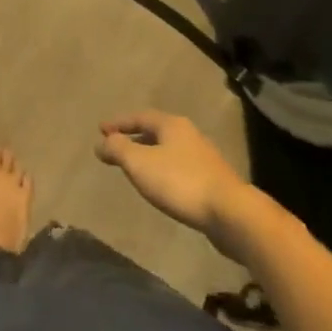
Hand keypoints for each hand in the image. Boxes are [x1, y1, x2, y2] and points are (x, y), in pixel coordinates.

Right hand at [95, 110, 244, 232]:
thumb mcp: (140, 163)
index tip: (101, 129)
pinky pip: (179, 168)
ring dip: (149, 155)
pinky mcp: (212, 181)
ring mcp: (204, 158)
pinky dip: (163, 171)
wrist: (231, 213)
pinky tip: (160, 186)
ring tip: (135, 168)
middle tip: (116, 147)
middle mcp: (189, 135)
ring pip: (169, 150)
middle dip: (134, 138)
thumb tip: (100, 143)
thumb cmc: (180, 182)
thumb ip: (117, 149)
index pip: (140, 117)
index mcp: (172, 125)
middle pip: (156, 131)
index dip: (119, 123)